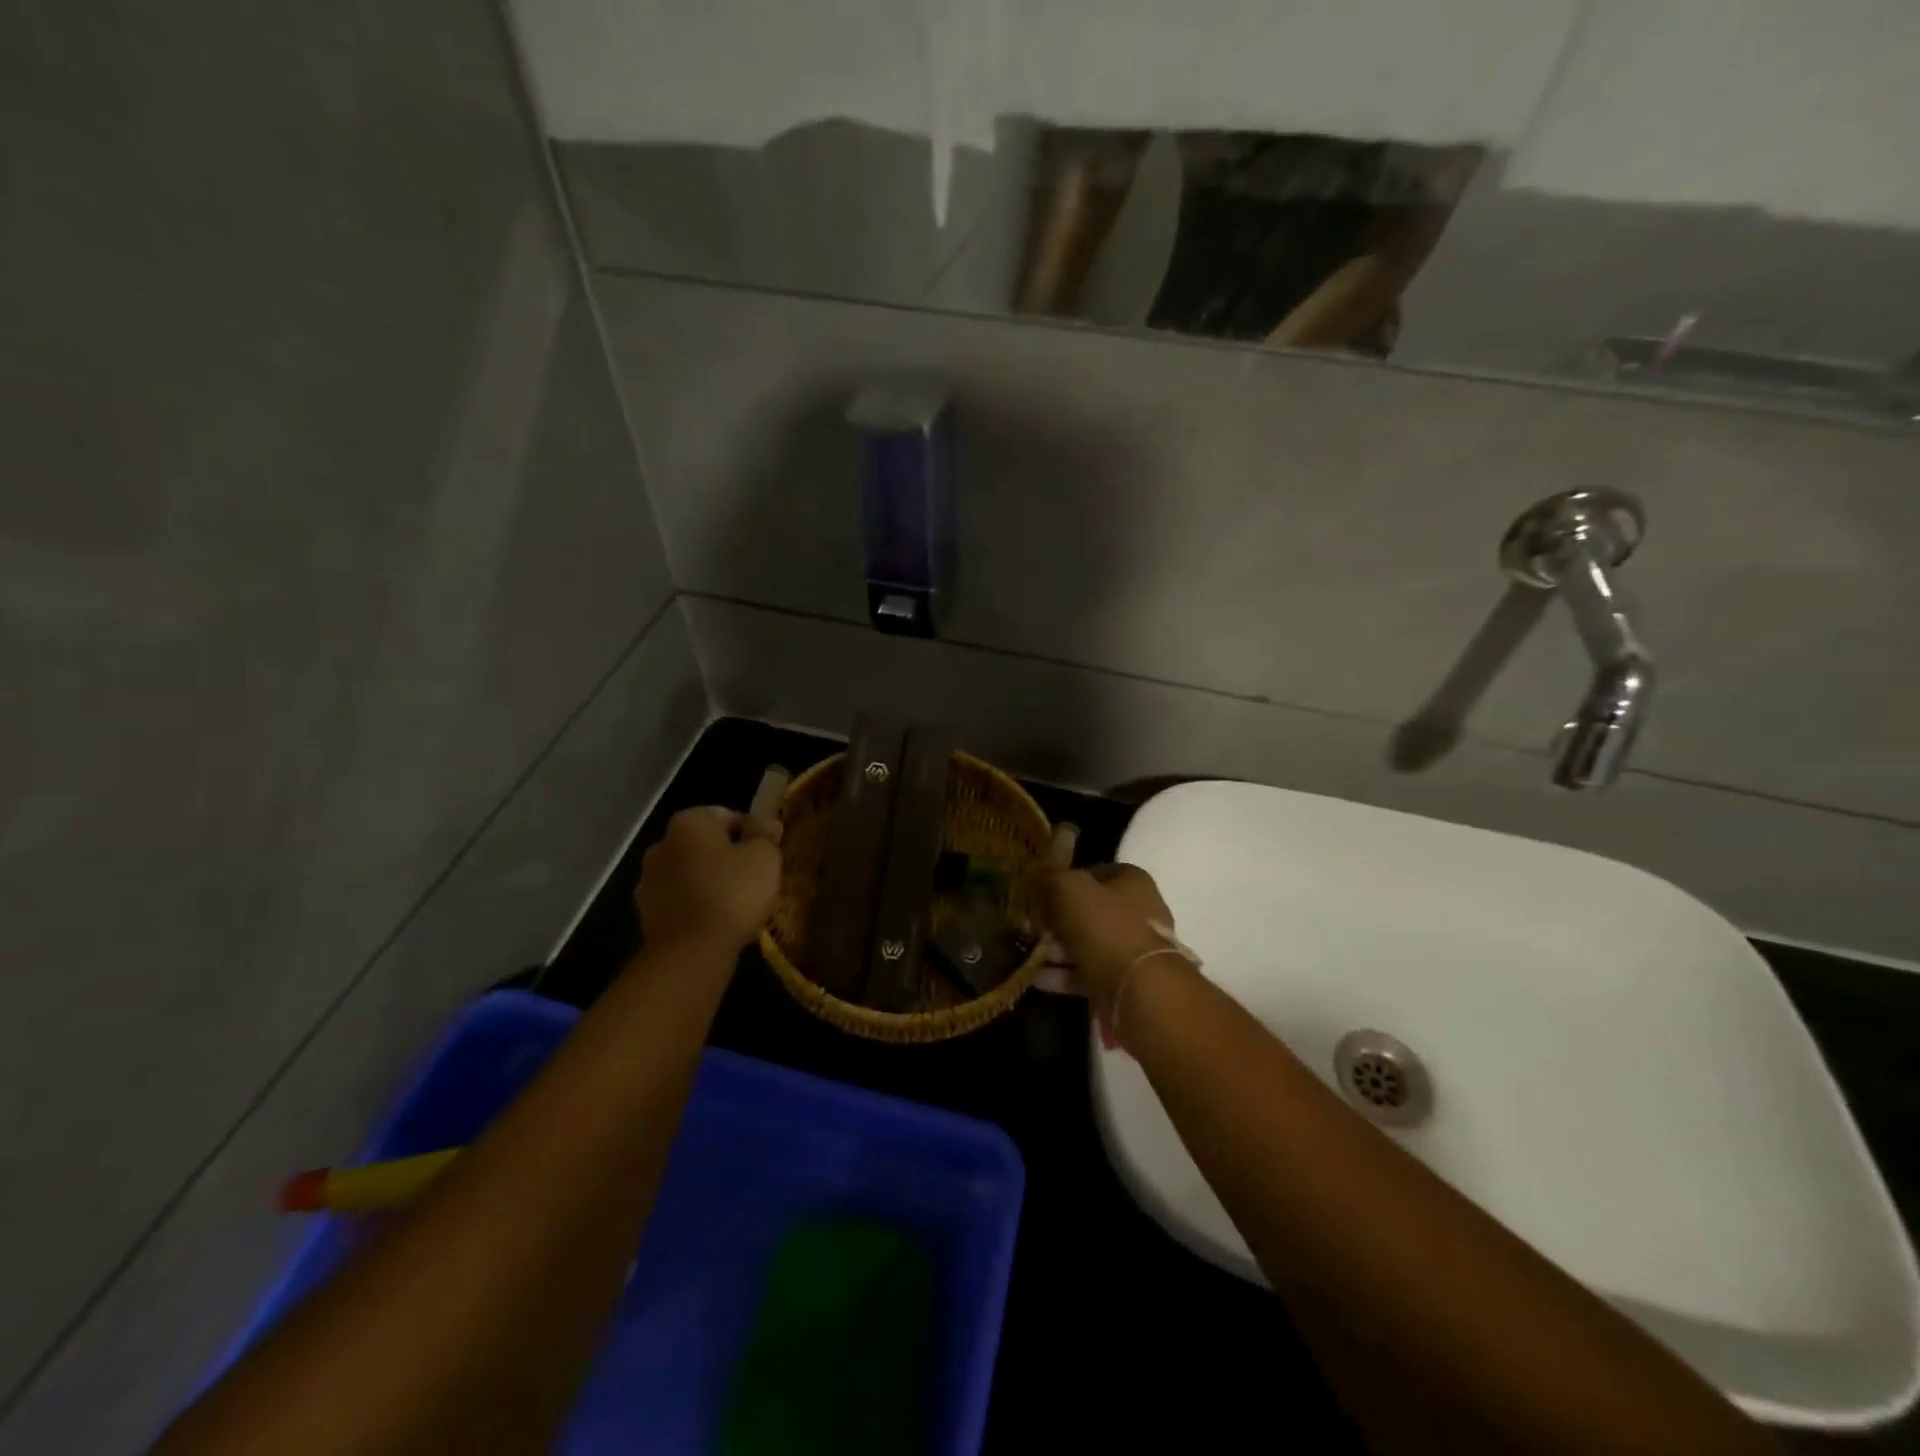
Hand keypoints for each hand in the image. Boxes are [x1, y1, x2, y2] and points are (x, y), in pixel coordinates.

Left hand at [636, 807, 782, 954]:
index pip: (728, 815)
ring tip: (736, 904)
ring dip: (709, 882)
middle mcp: (661, 843)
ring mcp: (649, 880)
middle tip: (754, 879)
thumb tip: (766, 821)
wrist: (690, 952)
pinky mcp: (646, 913)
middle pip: (705, 844)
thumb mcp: (764, 857)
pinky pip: (680, 900)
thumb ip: (766, 833)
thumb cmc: (732, 893)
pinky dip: (695, 905)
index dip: (752, 833)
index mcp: (689, 822)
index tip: (767, 854)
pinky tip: (716, 922)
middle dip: (727, 857)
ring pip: (690, 873)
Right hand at [1035, 864, 1180, 1021]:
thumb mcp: (1069, 889)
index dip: (1066, 878)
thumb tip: (1034, 872)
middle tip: (1030, 924)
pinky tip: (1035, 977)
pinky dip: (1062, 975)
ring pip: (1086, 944)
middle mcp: (1137, 914)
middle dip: (1057, 919)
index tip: (1039, 890)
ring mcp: (1131, 951)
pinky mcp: (1122, 982)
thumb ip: (1050, 877)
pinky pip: (1086, 973)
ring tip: (1027, 953)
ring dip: (1056, 949)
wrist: (1138, 990)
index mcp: (1132, 883)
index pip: (1095, 872)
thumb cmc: (1106, 927)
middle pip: (1089, 911)